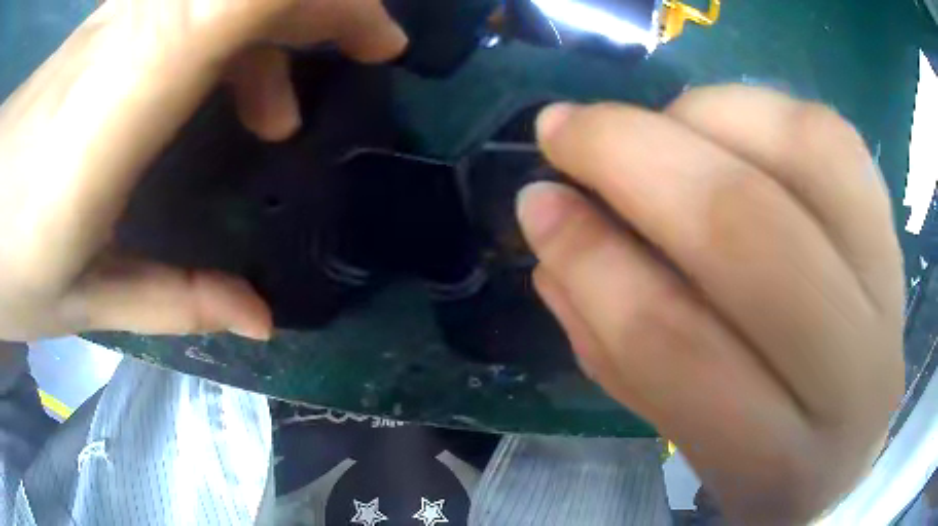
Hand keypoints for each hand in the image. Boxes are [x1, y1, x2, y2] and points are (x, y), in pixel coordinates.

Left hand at [0, 0, 405, 340]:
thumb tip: (256, 317)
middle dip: (329, 4)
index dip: (338, 2)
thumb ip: (174, 297)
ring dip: (280, 20)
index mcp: (138, 82)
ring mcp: (121, 16)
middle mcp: (136, 25)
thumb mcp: (95, 297)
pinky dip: (231, 29)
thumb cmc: (19, 262)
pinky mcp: (111, 22)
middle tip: (370, 50)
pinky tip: (223, 88)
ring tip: (277, 116)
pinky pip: (191, 0)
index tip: (382, 48)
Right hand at [519, 86, 904, 523]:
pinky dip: (757, 109)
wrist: (849, 444)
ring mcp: (889, 288)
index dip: (592, 260)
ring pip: (804, 154)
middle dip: (632, 156)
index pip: (677, 345)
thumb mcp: (682, 432)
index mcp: (779, 464)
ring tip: (651, 130)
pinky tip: (718, 126)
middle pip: (747, 229)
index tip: (536, 203)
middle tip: (563, 129)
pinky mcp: (894, 231)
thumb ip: (615, 341)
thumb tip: (550, 224)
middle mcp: (856, 373)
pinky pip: (831, 135)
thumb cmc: (761, 459)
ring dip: (700, 120)